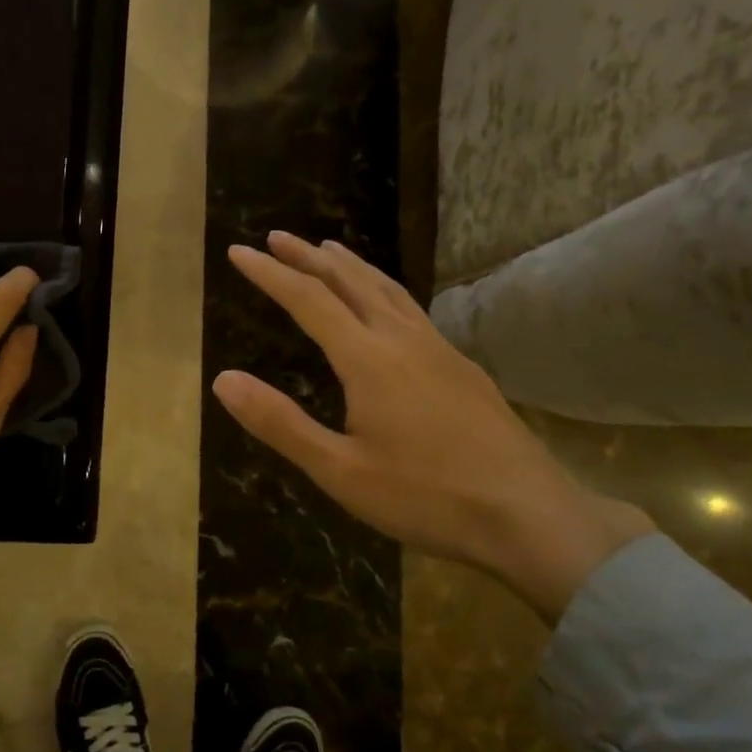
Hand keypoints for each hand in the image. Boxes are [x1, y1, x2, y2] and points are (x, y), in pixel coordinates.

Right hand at [212, 232, 653, 621]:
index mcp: (368, 359)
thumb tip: (223, 380)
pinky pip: (411, 308)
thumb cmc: (426, 497)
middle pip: (350, 281)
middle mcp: (403, 340)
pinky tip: (386, 304)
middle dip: (309, 256)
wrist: (528, 514)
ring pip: (387, 289)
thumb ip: (280, 423)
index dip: (270, 274)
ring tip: (329, 249)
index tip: (239, 251)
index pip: (308, 300)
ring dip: (351, 265)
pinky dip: (383, 288)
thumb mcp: (340, 470)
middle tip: (278, 236)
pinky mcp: (462, 366)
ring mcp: (439, 349)